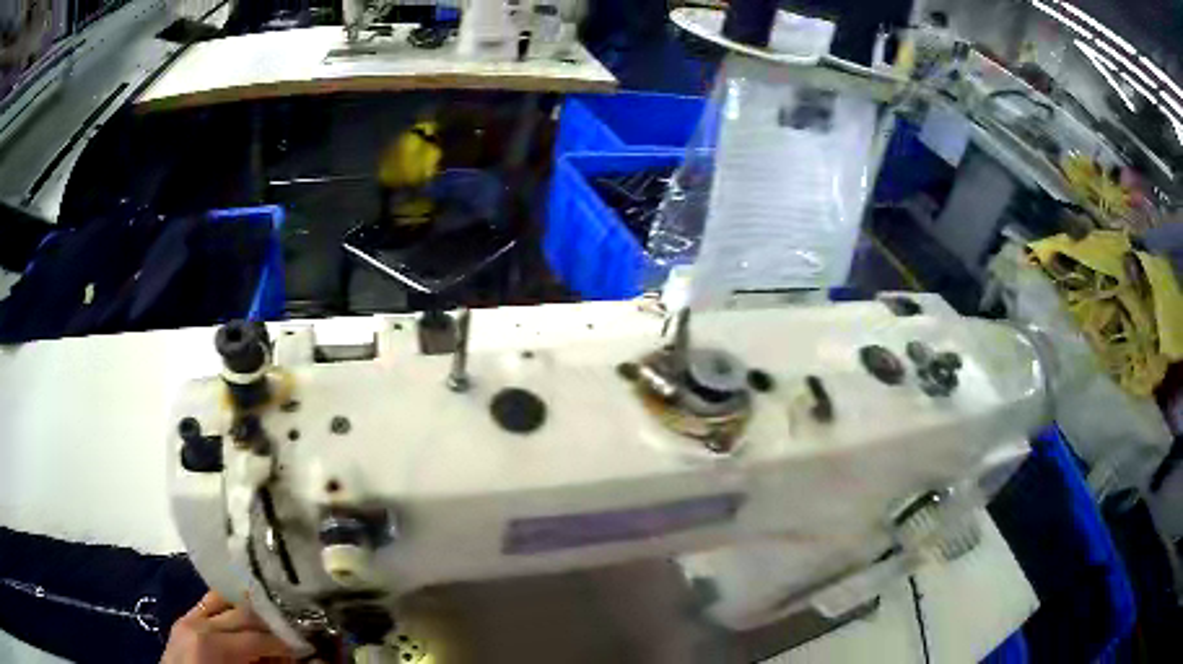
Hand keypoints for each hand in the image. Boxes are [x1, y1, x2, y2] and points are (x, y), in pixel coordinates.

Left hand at [161, 591, 294, 663]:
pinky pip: (208, 604)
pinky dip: (227, 605)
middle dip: (270, 622)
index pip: (258, 638)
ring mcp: (187, 617)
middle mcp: (199, 623)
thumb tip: (291, 657)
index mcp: (212, 644)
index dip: (285, 642)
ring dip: (249, 609)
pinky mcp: (183, 619)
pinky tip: (243, 611)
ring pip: (224, 600)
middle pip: (242, 614)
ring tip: (271, 617)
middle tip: (293, 629)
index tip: (306, 644)